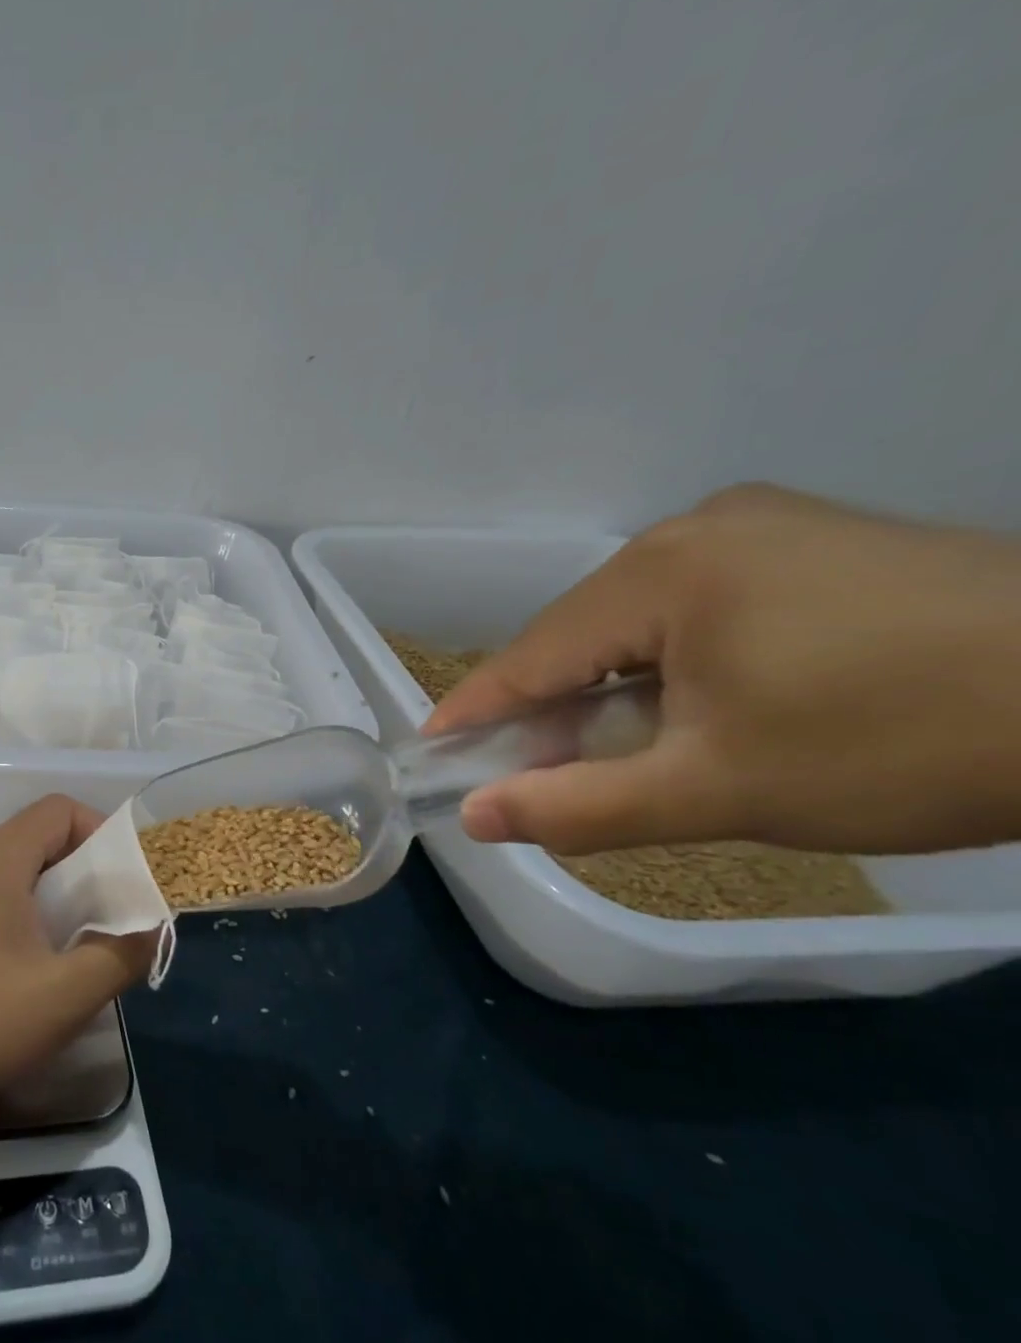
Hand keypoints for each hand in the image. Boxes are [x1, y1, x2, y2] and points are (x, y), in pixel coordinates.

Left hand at [0, 796, 155, 1119]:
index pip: (59, 810)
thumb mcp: (65, 995)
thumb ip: (120, 956)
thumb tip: (149, 930)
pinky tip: (21, 975)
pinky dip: (17, 920)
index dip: (100, 832)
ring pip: (10, 875)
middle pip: (36, 841)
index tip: (122, 880)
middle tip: (105, 922)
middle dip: (81, 874)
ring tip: (69, 953)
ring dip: (49, 901)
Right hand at [426, 483, 1020, 855]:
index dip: (476, 711)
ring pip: (635, 621)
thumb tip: (474, 817)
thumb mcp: (722, 790)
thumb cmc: (909, 744)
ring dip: (613, 686)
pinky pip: (694, 605)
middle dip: (553, 707)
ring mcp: (758, 525)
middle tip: (535, 774)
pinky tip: (694, 703)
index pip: (532, 654)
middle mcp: (696, 527)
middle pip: (581, 634)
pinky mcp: (808, 539)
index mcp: (662, 570)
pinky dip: (670, 661)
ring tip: (618, 748)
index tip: (432, 755)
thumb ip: (580, 806)